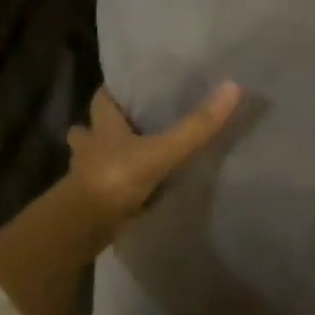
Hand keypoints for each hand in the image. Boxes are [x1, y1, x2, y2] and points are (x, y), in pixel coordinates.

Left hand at [67, 82, 241, 227]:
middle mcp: (89, 148)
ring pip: (91, 160)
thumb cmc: (116, 178)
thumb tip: (233, 87)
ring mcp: (85, 177)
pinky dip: (112, 187)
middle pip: (90, 130)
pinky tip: (129, 192)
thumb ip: (196, 126)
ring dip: (104, 158)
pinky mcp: (88, 204)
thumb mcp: (163, 150)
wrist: (81, 227)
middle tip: (129, 124)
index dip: (113, 92)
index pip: (102, 99)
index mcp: (103, 127)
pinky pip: (100, 188)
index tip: (129, 88)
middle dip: (103, 127)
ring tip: (128, 158)